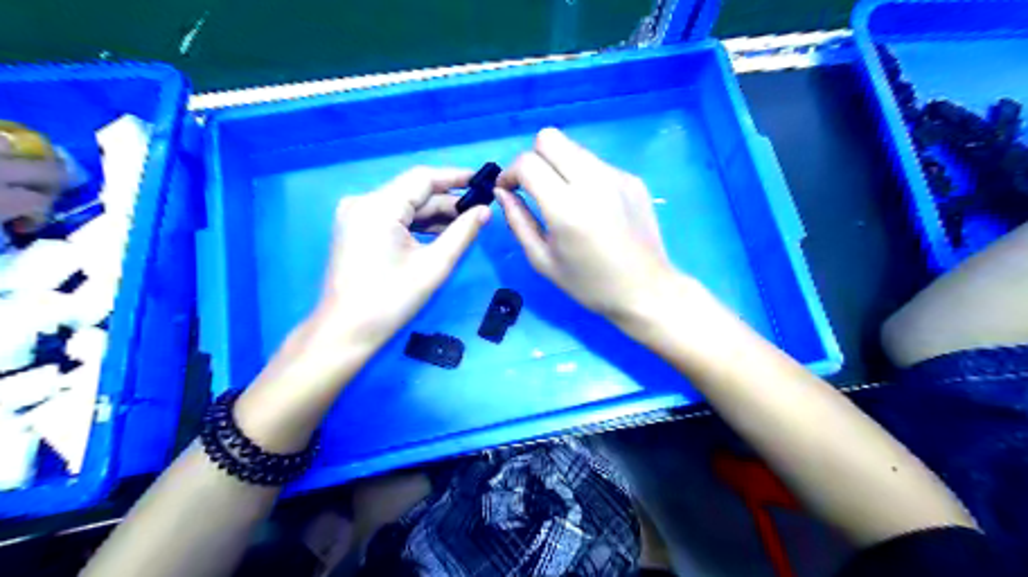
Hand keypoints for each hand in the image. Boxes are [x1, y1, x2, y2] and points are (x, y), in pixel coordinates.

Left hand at [310, 164, 491, 349]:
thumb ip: (463, 232)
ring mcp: (356, 215)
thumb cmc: (391, 300)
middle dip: (447, 201)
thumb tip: (485, 210)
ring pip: (404, 205)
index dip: (456, 177)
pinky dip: (416, 224)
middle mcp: (363, 202)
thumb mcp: (434, 265)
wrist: (346, 331)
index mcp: (378, 206)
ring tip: (465, 224)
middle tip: (480, 211)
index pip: (423, 178)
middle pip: (413, 192)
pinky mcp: (355, 229)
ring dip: (433, 214)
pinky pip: (392, 217)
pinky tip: (439, 234)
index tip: (483, 181)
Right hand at [500, 125, 679, 321]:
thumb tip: (502, 193)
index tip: (508, 190)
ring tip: (563, 197)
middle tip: (534, 187)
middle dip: (533, 159)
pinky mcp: (632, 179)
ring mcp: (616, 176)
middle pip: (549, 138)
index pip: (528, 162)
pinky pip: (596, 163)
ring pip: (574, 148)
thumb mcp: (543, 261)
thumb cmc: (589, 284)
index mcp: (566, 207)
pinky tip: (592, 205)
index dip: (509, 173)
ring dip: (558, 165)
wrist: (645, 290)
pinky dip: (583, 176)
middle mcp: (592, 182)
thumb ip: (518, 222)